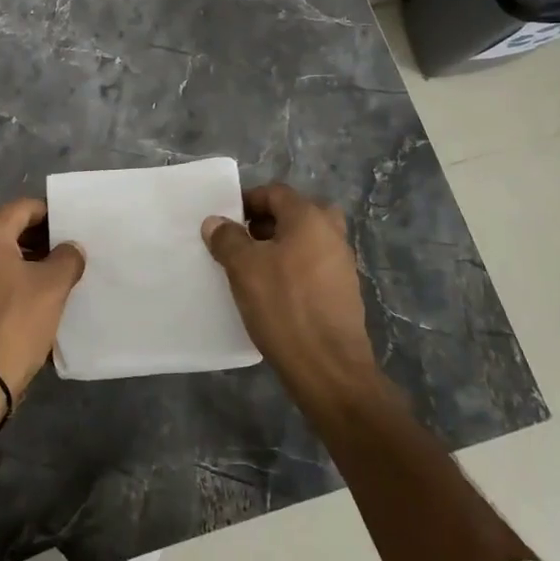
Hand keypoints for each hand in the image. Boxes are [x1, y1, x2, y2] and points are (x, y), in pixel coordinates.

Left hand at [0, 197, 85, 403]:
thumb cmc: (15, 321)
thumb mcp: (52, 285)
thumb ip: (68, 257)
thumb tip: (71, 248)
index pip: (27, 207)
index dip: (55, 215)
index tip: (79, 230)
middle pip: (14, 230)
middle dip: (46, 240)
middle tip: (76, 253)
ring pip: (6, 257)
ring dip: (34, 264)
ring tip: (65, 277)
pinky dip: (19, 283)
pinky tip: (43, 299)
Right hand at [202, 183, 377, 399]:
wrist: (329, 368)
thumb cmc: (284, 307)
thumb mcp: (244, 269)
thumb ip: (228, 239)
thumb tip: (216, 222)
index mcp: (310, 218)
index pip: (275, 193)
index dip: (247, 201)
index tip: (225, 221)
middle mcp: (332, 233)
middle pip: (294, 213)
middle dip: (265, 223)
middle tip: (241, 242)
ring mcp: (342, 263)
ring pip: (305, 240)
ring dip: (279, 246)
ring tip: (251, 269)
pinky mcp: (343, 291)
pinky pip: (313, 265)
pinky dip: (293, 268)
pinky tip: (273, 292)